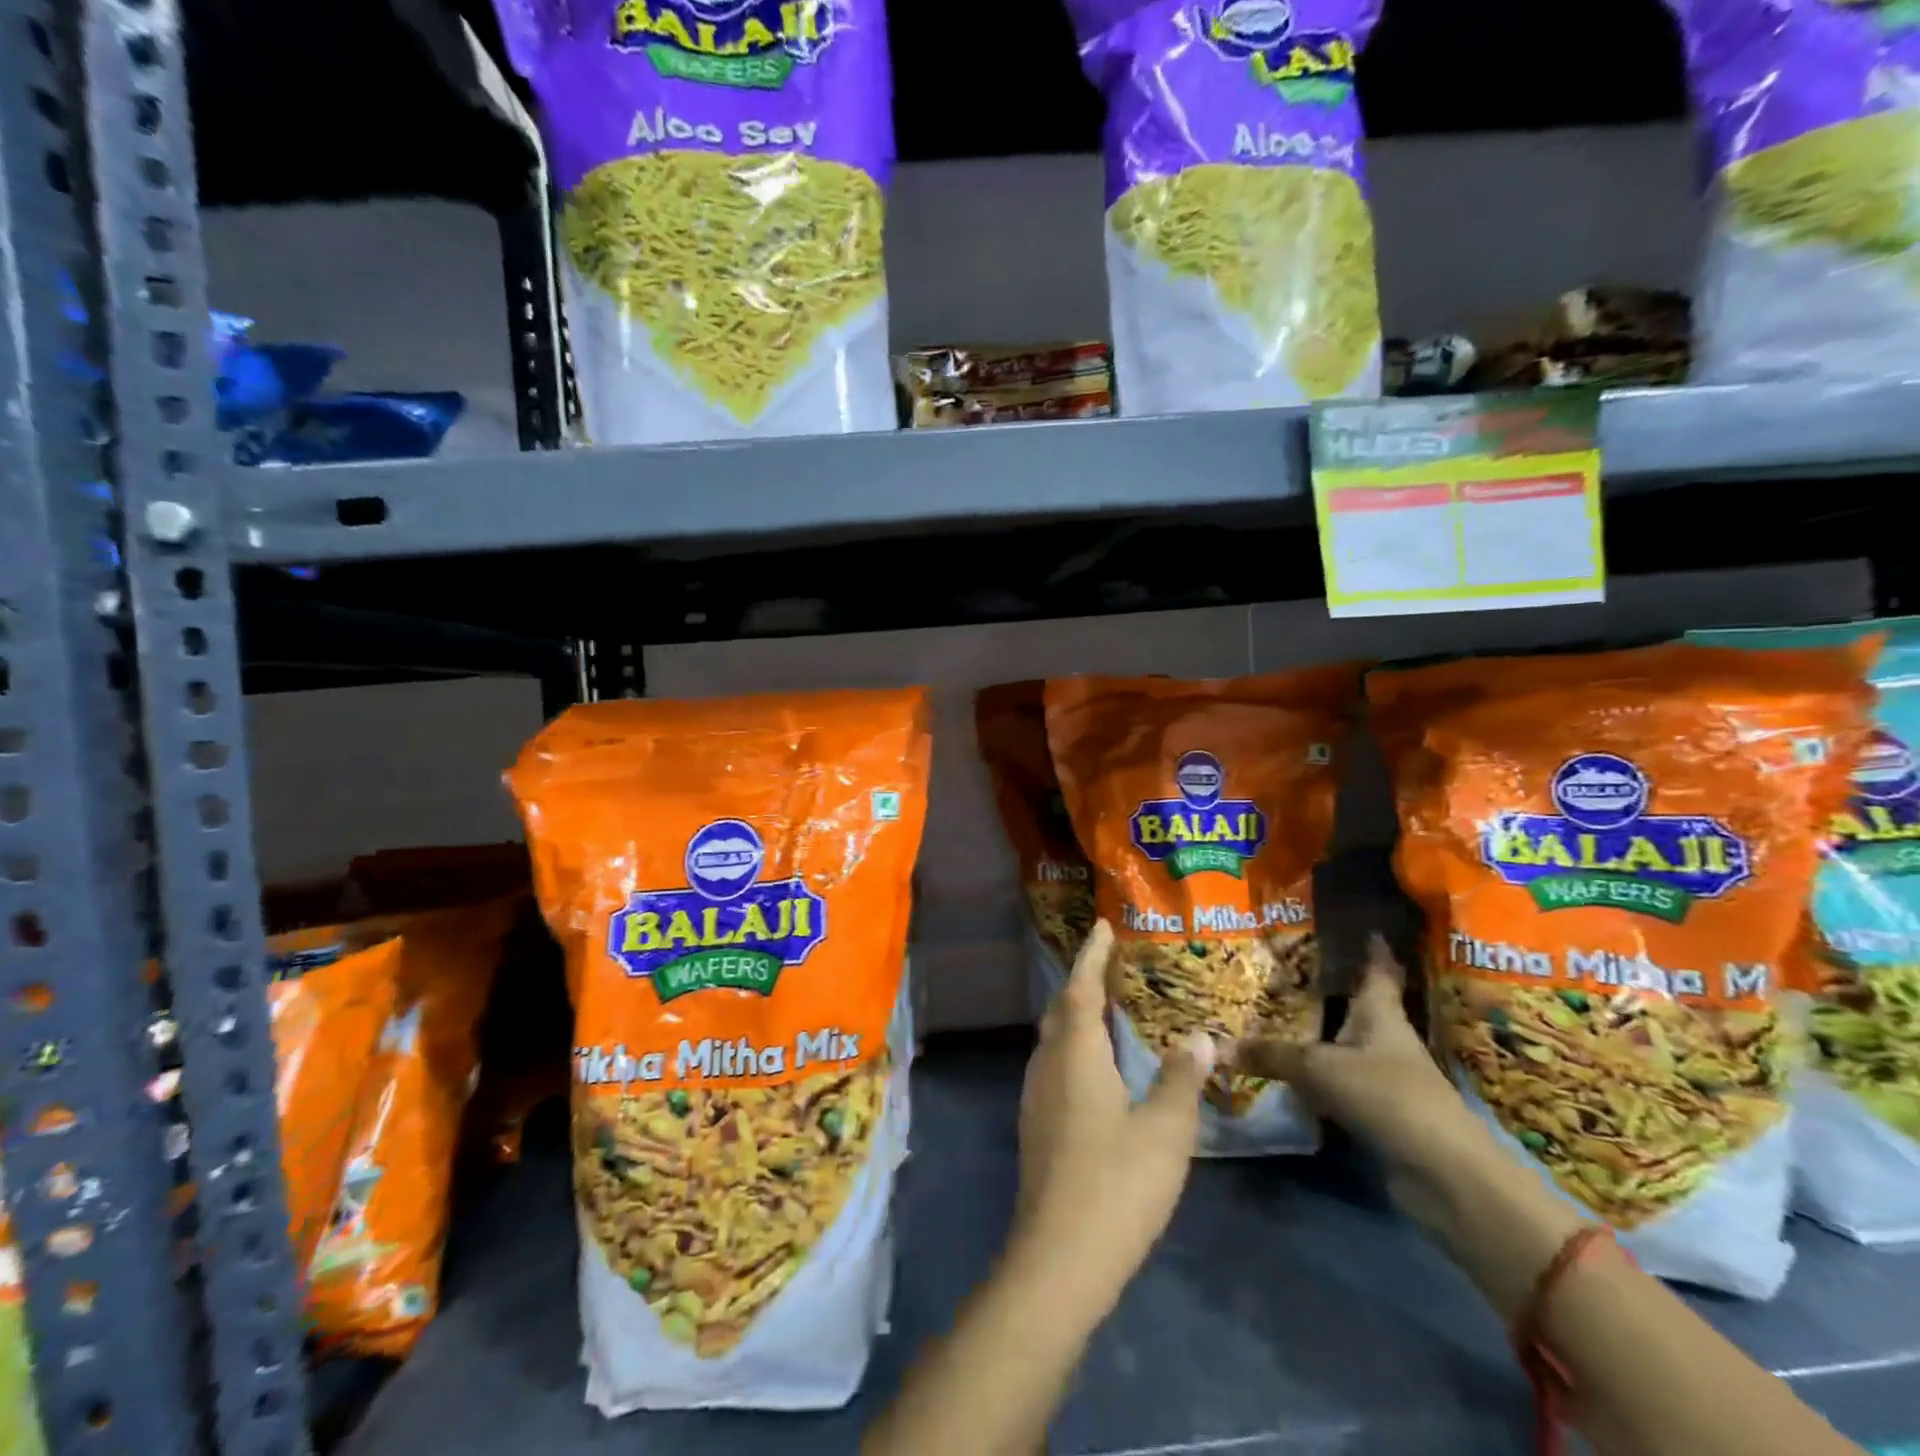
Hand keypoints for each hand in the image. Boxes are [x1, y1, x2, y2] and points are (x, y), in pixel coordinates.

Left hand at [1011, 920, 1214, 1311]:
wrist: (1059, 1258)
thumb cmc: (1116, 1185)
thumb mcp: (1164, 1131)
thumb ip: (1180, 1079)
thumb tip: (1197, 1035)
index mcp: (1075, 1055)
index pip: (1080, 988)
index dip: (1091, 955)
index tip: (1102, 925)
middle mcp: (1048, 1064)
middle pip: (1061, 1009)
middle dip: (1082, 981)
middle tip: (1110, 964)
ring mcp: (1035, 1095)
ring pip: (1054, 1037)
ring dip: (1076, 1014)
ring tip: (1106, 1007)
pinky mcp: (1036, 1124)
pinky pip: (1054, 1063)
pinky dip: (1074, 1046)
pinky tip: (1096, 1065)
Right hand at [1235, 936, 1496, 1235]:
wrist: (1442, 1173)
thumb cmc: (1387, 1095)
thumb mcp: (1319, 1068)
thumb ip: (1271, 1055)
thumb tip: (1219, 1046)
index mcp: (1380, 1014)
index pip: (1378, 972)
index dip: (1374, 951)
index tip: (1368, 929)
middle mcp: (1386, 1040)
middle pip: (1359, 1008)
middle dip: (1332, 991)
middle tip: (1292, 971)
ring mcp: (1386, 1079)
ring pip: (1347, 1047)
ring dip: (1321, 1036)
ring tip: (1280, 1017)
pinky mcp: (1380, 1113)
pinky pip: (1340, 1084)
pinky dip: (1317, 1078)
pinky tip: (1288, 1075)